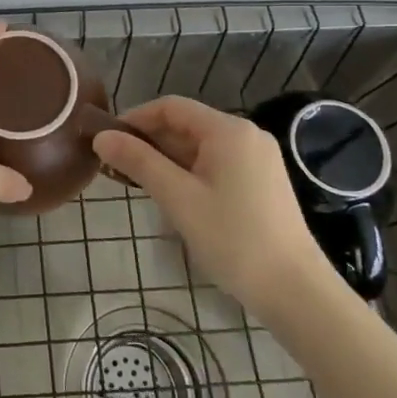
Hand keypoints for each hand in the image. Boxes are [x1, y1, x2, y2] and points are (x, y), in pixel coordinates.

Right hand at [92, 96, 337, 319]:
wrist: (295, 290)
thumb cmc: (233, 238)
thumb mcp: (178, 198)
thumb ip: (138, 162)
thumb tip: (101, 137)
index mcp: (228, 130)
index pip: (171, 107)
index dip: (135, 118)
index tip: (107, 140)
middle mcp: (246, 135)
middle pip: (187, 125)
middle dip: (150, 141)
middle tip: (116, 166)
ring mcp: (258, 159)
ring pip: (201, 147)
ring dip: (168, 159)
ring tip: (138, 183)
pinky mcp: (263, 182)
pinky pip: (217, 164)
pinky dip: (190, 172)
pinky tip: (173, 196)